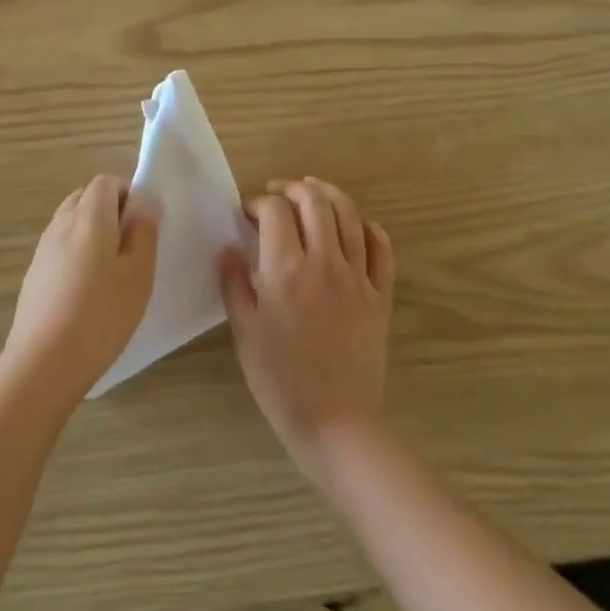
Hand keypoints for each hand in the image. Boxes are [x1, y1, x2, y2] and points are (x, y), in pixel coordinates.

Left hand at [1, 175, 157, 407]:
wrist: (43, 363)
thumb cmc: (101, 314)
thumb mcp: (138, 274)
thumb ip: (144, 233)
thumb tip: (143, 207)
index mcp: (89, 217)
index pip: (105, 182)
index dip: (127, 193)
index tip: (143, 223)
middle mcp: (61, 224)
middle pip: (85, 199)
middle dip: (109, 211)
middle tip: (130, 245)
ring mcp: (42, 250)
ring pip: (70, 223)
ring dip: (91, 233)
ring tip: (111, 271)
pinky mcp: (33, 275)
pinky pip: (59, 248)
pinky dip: (75, 254)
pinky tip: (87, 291)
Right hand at [219, 177, 394, 486]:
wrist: (336, 422)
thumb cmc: (281, 381)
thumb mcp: (244, 333)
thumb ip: (234, 284)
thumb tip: (228, 248)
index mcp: (286, 269)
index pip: (273, 211)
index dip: (257, 202)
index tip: (247, 212)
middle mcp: (324, 261)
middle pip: (314, 201)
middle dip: (292, 188)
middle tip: (276, 193)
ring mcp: (357, 276)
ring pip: (349, 214)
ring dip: (329, 194)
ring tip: (312, 190)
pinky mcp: (380, 294)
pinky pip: (381, 248)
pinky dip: (368, 227)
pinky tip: (355, 225)